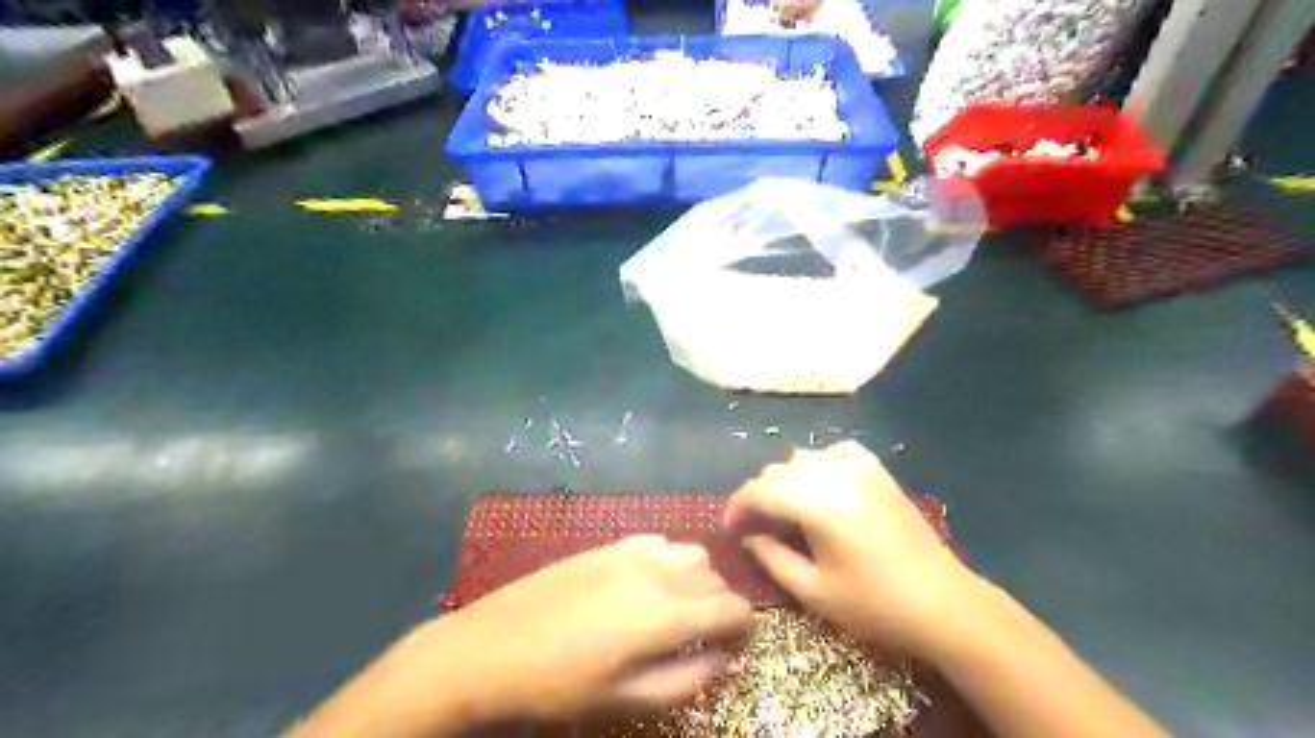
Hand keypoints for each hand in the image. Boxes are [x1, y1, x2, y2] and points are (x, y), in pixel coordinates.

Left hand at [401, 535, 754, 726]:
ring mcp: (630, 552)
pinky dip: (669, 559)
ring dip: (698, 577)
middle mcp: (656, 572)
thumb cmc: (559, 684)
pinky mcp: (608, 545)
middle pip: (713, 577)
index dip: (745, 625)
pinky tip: (649, 581)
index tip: (742, 640)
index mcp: (664, 614)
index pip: (730, 608)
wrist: (490, 647)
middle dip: (722, 603)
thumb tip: (722, 660)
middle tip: (709, 632)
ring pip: (689, 553)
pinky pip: (658, 542)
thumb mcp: (624, 699)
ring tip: (681, 606)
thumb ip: (684, 680)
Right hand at [725, 445, 981, 657]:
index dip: (737, 507)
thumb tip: (750, 538)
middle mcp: (834, 477)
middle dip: (759, 495)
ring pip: (805, 457)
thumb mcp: (815, 592)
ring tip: (788, 508)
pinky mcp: (880, 474)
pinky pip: (840, 451)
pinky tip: (824, 483)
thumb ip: (774, 559)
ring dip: (787, 478)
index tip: (730, 529)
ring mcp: (861, 471)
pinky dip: (822, 462)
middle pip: (778, 471)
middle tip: (757, 527)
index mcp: (816, 505)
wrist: (944, 604)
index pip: (759, 491)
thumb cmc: (876, 605)